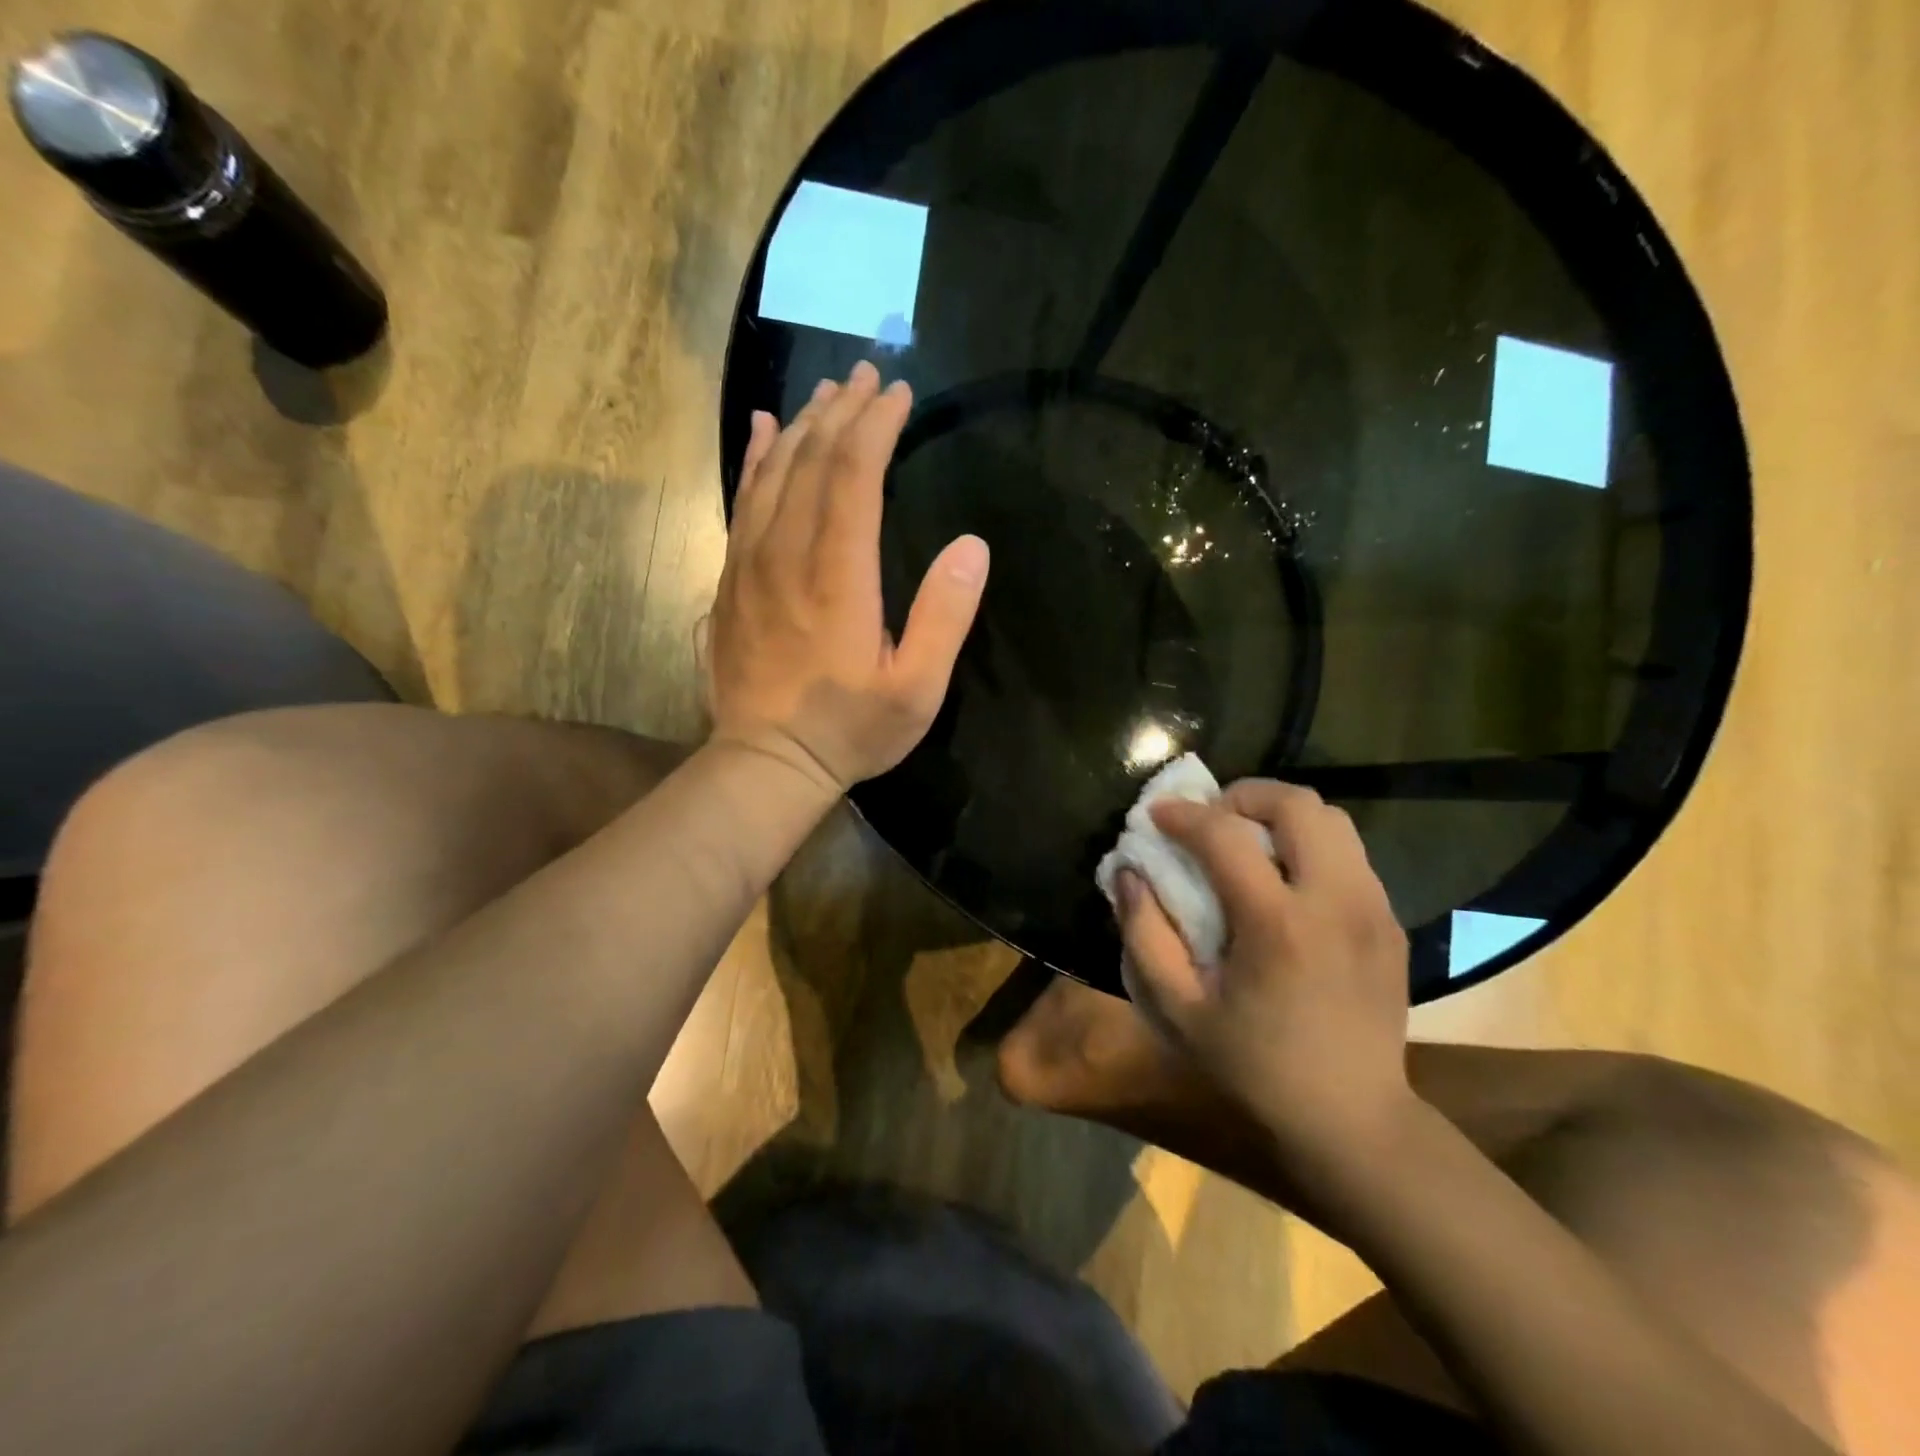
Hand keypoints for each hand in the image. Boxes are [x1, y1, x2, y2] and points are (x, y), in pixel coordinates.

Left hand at [704, 362, 989, 793]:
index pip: (854, 477)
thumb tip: (972, 545)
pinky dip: (756, 460)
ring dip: (802, 426)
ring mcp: (751, 564)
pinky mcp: (732, 579)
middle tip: (868, 375)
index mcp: (838, 577)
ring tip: (827, 391)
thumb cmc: (850, 729)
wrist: (767, 762)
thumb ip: (944, 616)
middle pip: (811, 462)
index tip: (899, 394)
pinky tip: (766, 431)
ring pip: (773, 474)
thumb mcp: (916, 689)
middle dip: (842, 412)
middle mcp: (788, 555)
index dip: (876, 428)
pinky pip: (742, 502)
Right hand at [1115, 781, 1413, 1170]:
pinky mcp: (1390, 922)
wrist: (1353, 1120)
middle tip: (1211, 819)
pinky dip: (1309, 846)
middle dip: (1244, 795)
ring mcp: (1372, 909)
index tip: (1157, 814)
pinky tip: (1284, 883)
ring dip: (1281, 816)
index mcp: (1278, 925)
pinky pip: (1349, 854)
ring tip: (1247, 843)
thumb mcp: (1179, 1010)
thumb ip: (1144, 935)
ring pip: (1332, 819)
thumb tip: (1129, 873)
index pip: (1226, 834)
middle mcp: (1335, 901)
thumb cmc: (1255, 1067)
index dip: (1184, 814)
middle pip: (1298, 804)